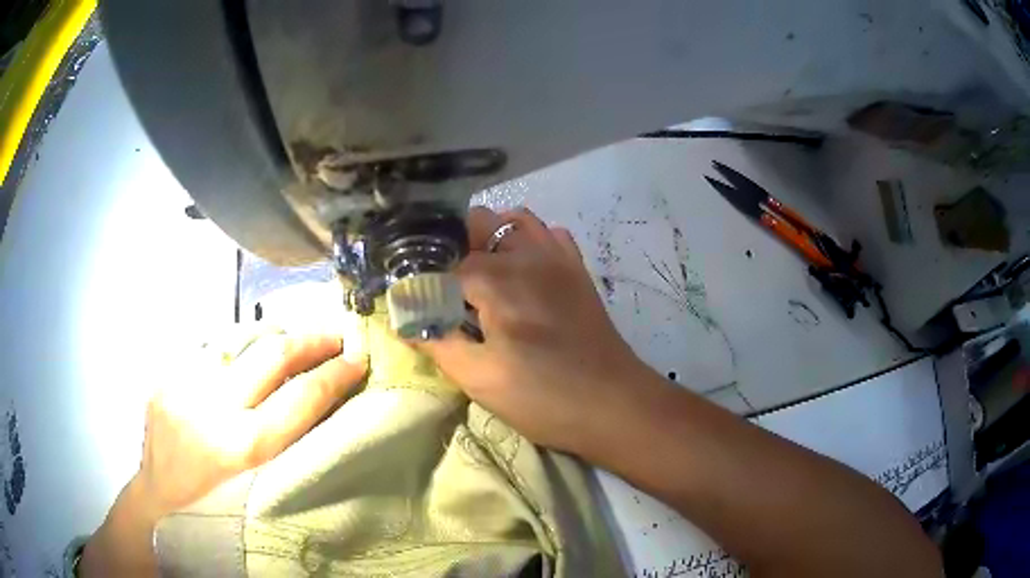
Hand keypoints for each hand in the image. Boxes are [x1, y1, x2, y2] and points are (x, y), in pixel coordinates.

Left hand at [134, 333, 366, 518]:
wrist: (156, 498)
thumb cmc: (214, 508)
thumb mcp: (257, 487)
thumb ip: (282, 443)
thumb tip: (315, 401)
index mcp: (239, 447)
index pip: (299, 399)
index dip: (333, 376)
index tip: (357, 359)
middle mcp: (210, 406)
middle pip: (270, 356)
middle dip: (309, 341)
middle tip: (334, 335)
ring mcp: (183, 383)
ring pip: (240, 340)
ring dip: (274, 339)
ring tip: (294, 341)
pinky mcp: (167, 374)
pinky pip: (213, 350)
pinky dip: (238, 351)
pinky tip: (246, 357)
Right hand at [422, 207, 656, 454]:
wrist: (615, 405)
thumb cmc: (545, 397)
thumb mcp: (480, 379)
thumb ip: (437, 341)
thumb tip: (403, 319)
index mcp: (497, 278)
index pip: (442, 261)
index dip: (423, 278)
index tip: (413, 298)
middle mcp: (527, 254)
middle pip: (476, 225)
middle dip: (452, 247)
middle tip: (443, 287)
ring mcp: (558, 257)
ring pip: (513, 221)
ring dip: (489, 237)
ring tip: (477, 275)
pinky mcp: (576, 270)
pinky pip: (548, 235)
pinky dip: (527, 241)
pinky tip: (519, 271)